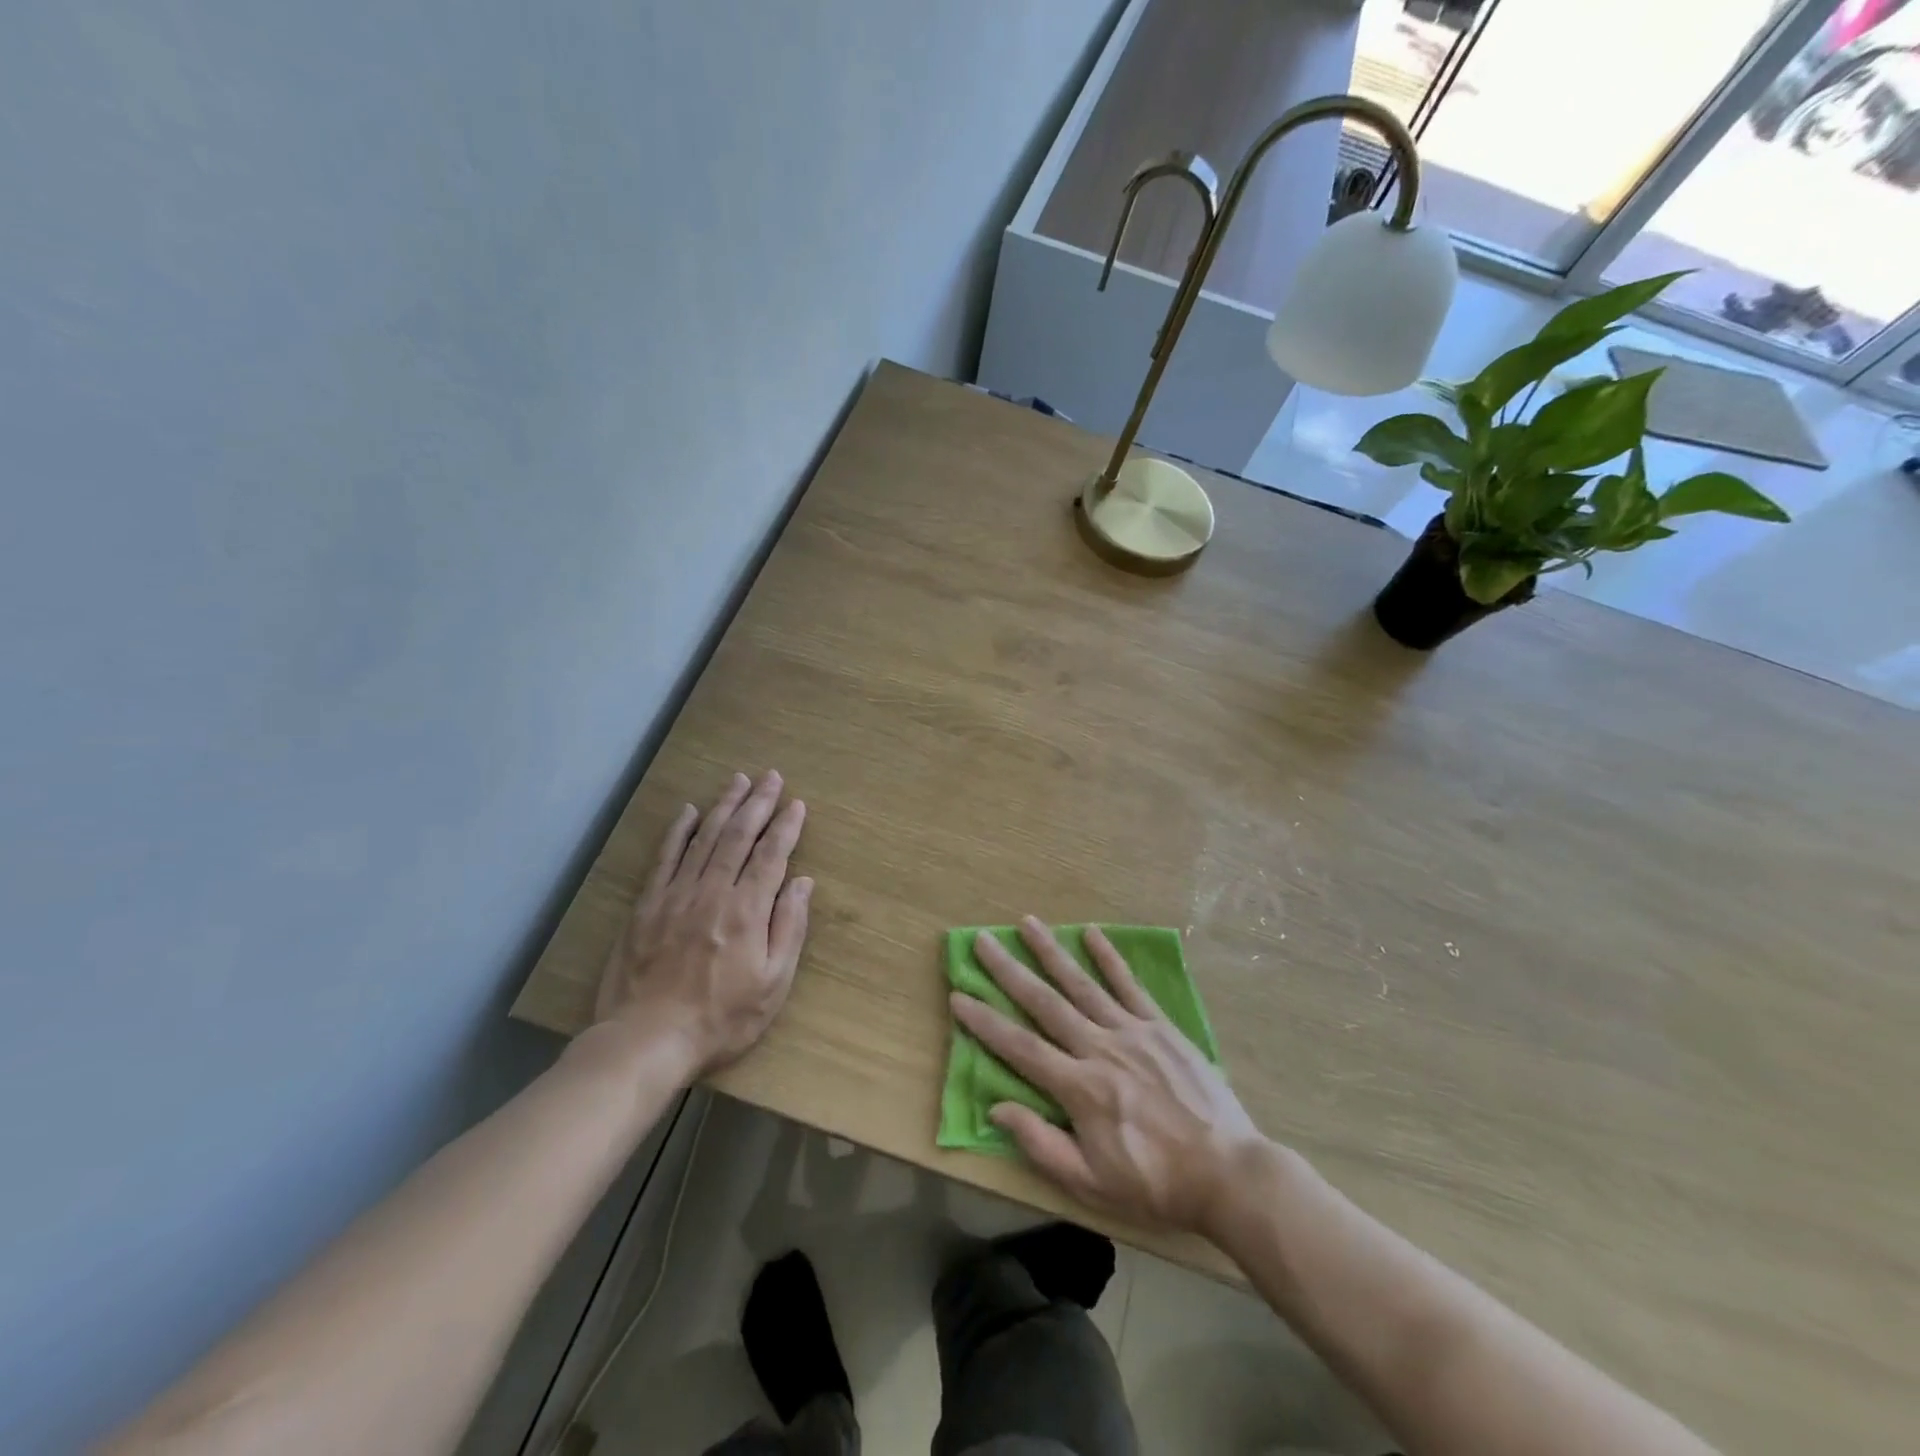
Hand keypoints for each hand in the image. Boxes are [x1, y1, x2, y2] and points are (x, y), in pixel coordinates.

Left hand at [594, 770, 810, 1077]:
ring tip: (738, 780)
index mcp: (747, 910)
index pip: (771, 855)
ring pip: (704, 838)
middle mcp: (713, 891)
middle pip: (739, 836)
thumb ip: (790, 928)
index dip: (786, 827)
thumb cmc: (721, 1018)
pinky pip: (665, 857)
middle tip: (771, 776)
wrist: (647, 1040)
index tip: (797, 804)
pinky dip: (678, 832)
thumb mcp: (773, 984)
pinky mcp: (647, 905)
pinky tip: (688, 812)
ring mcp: (676, 895)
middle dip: (758, 803)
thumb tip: (803, 883)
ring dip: (723, 806)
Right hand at [951, 917, 1268, 1238]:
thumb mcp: (1091, 1183)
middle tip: (982, 940)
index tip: (958, 996)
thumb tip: (997, 1107)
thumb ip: (1041, 1144)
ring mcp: (1132, 1031)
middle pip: (1045, 1002)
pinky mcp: (1161, 1026)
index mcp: (1079, 1088)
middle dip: (1009, 970)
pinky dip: (1109, 958)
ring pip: (1082, 984)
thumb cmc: (1155, 1183)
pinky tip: (1092, 934)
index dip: (985, 1022)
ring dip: (1052, 952)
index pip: (1019, 1047)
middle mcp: (1099, 1048)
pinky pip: (1130, 985)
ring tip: (1027, 923)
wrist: (1228, 1173)